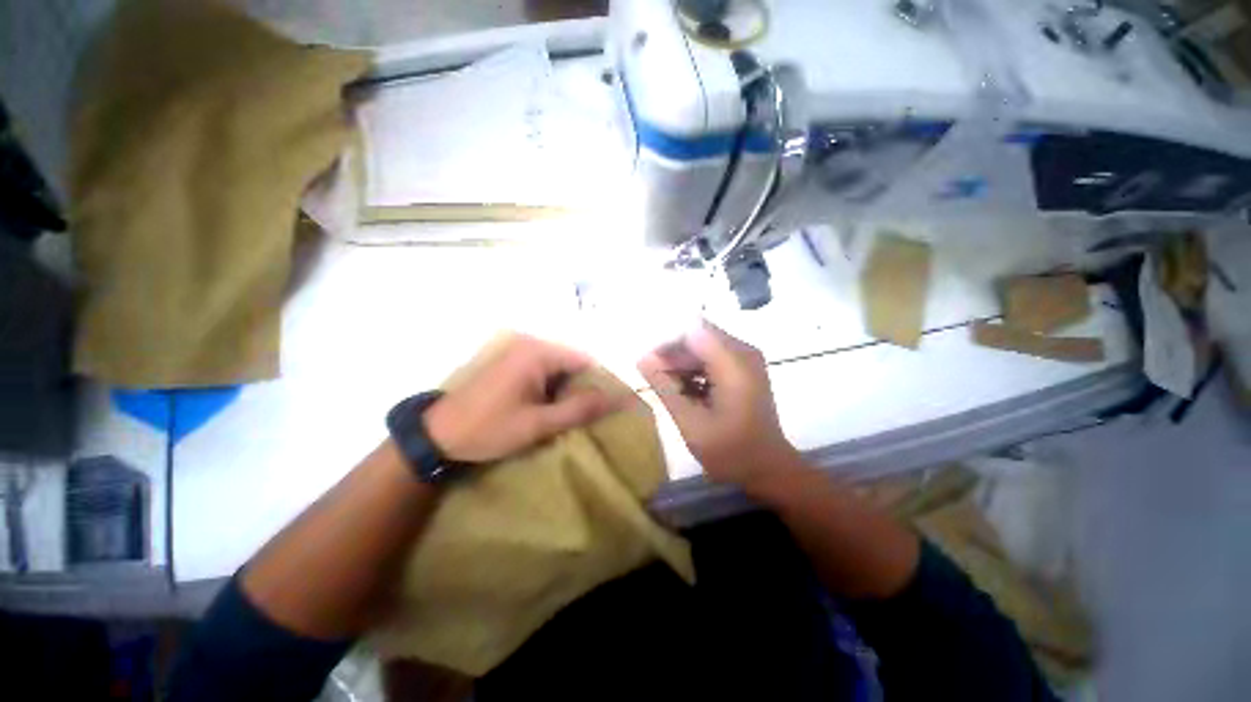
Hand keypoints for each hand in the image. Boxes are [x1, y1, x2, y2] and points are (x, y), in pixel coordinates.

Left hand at [424, 335, 622, 462]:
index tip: (606, 408)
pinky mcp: (510, 360)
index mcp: (538, 353)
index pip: (586, 361)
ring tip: (567, 414)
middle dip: (582, 388)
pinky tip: (547, 407)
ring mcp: (518, 350)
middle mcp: (530, 344)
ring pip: (559, 367)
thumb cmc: (489, 429)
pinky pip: (543, 370)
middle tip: (584, 416)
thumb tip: (615, 399)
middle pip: (573, 362)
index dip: (600, 384)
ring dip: (566, 389)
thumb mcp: (538, 424)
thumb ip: (578, 409)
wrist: (437, 434)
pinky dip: (551, 387)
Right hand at [638, 321, 799, 489]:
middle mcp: (743, 351)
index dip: (666, 344)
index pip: (691, 331)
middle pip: (697, 336)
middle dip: (673, 355)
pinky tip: (686, 392)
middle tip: (655, 380)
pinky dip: (695, 370)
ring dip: (682, 364)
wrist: (768, 468)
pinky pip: (712, 357)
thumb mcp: (690, 422)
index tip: (649, 366)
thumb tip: (642, 358)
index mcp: (734, 362)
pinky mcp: (744, 368)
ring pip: (702, 346)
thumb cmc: (730, 451)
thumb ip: (665, 387)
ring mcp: (746, 358)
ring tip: (669, 389)